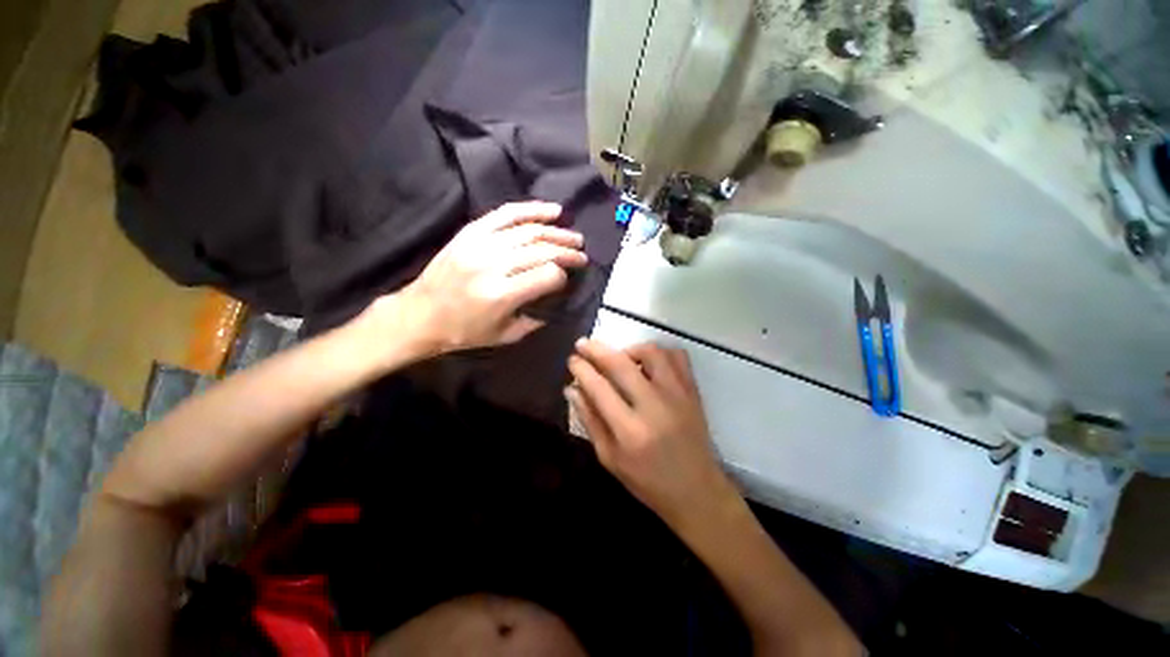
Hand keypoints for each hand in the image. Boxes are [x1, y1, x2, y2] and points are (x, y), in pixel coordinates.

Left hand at [360, 202, 587, 357]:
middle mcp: (493, 265)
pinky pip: (505, 214)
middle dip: (568, 251)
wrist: (419, 315)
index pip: (547, 276)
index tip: (569, 277)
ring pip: (529, 231)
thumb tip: (556, 300)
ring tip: (574, 235)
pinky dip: (531, 209)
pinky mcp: (470, 233)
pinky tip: (551, 210)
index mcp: (501, 295)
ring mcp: (480, 245)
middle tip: (582, 253)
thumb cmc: (462, 332)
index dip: (563, 275)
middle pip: (542, 251)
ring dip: (557, 231)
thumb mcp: (503, 336)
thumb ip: (534, 320)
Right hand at [566, 340, 738, 527]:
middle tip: (583, 344)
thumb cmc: (647, 481)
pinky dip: (659, 353)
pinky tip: (648, 363)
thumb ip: (590, 420)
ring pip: (651, 353)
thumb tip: (571, 388)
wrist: (697, 491)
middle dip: (596, 350)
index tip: (572, 359)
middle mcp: (654, 407)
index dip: (581, 369)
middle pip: (621, 364)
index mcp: (630, 431)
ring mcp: (678, 395)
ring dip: (628, 349)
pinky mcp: (693, 391)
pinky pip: (677, 356)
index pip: (599, 388)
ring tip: (619, 358)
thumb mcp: (609, 459)